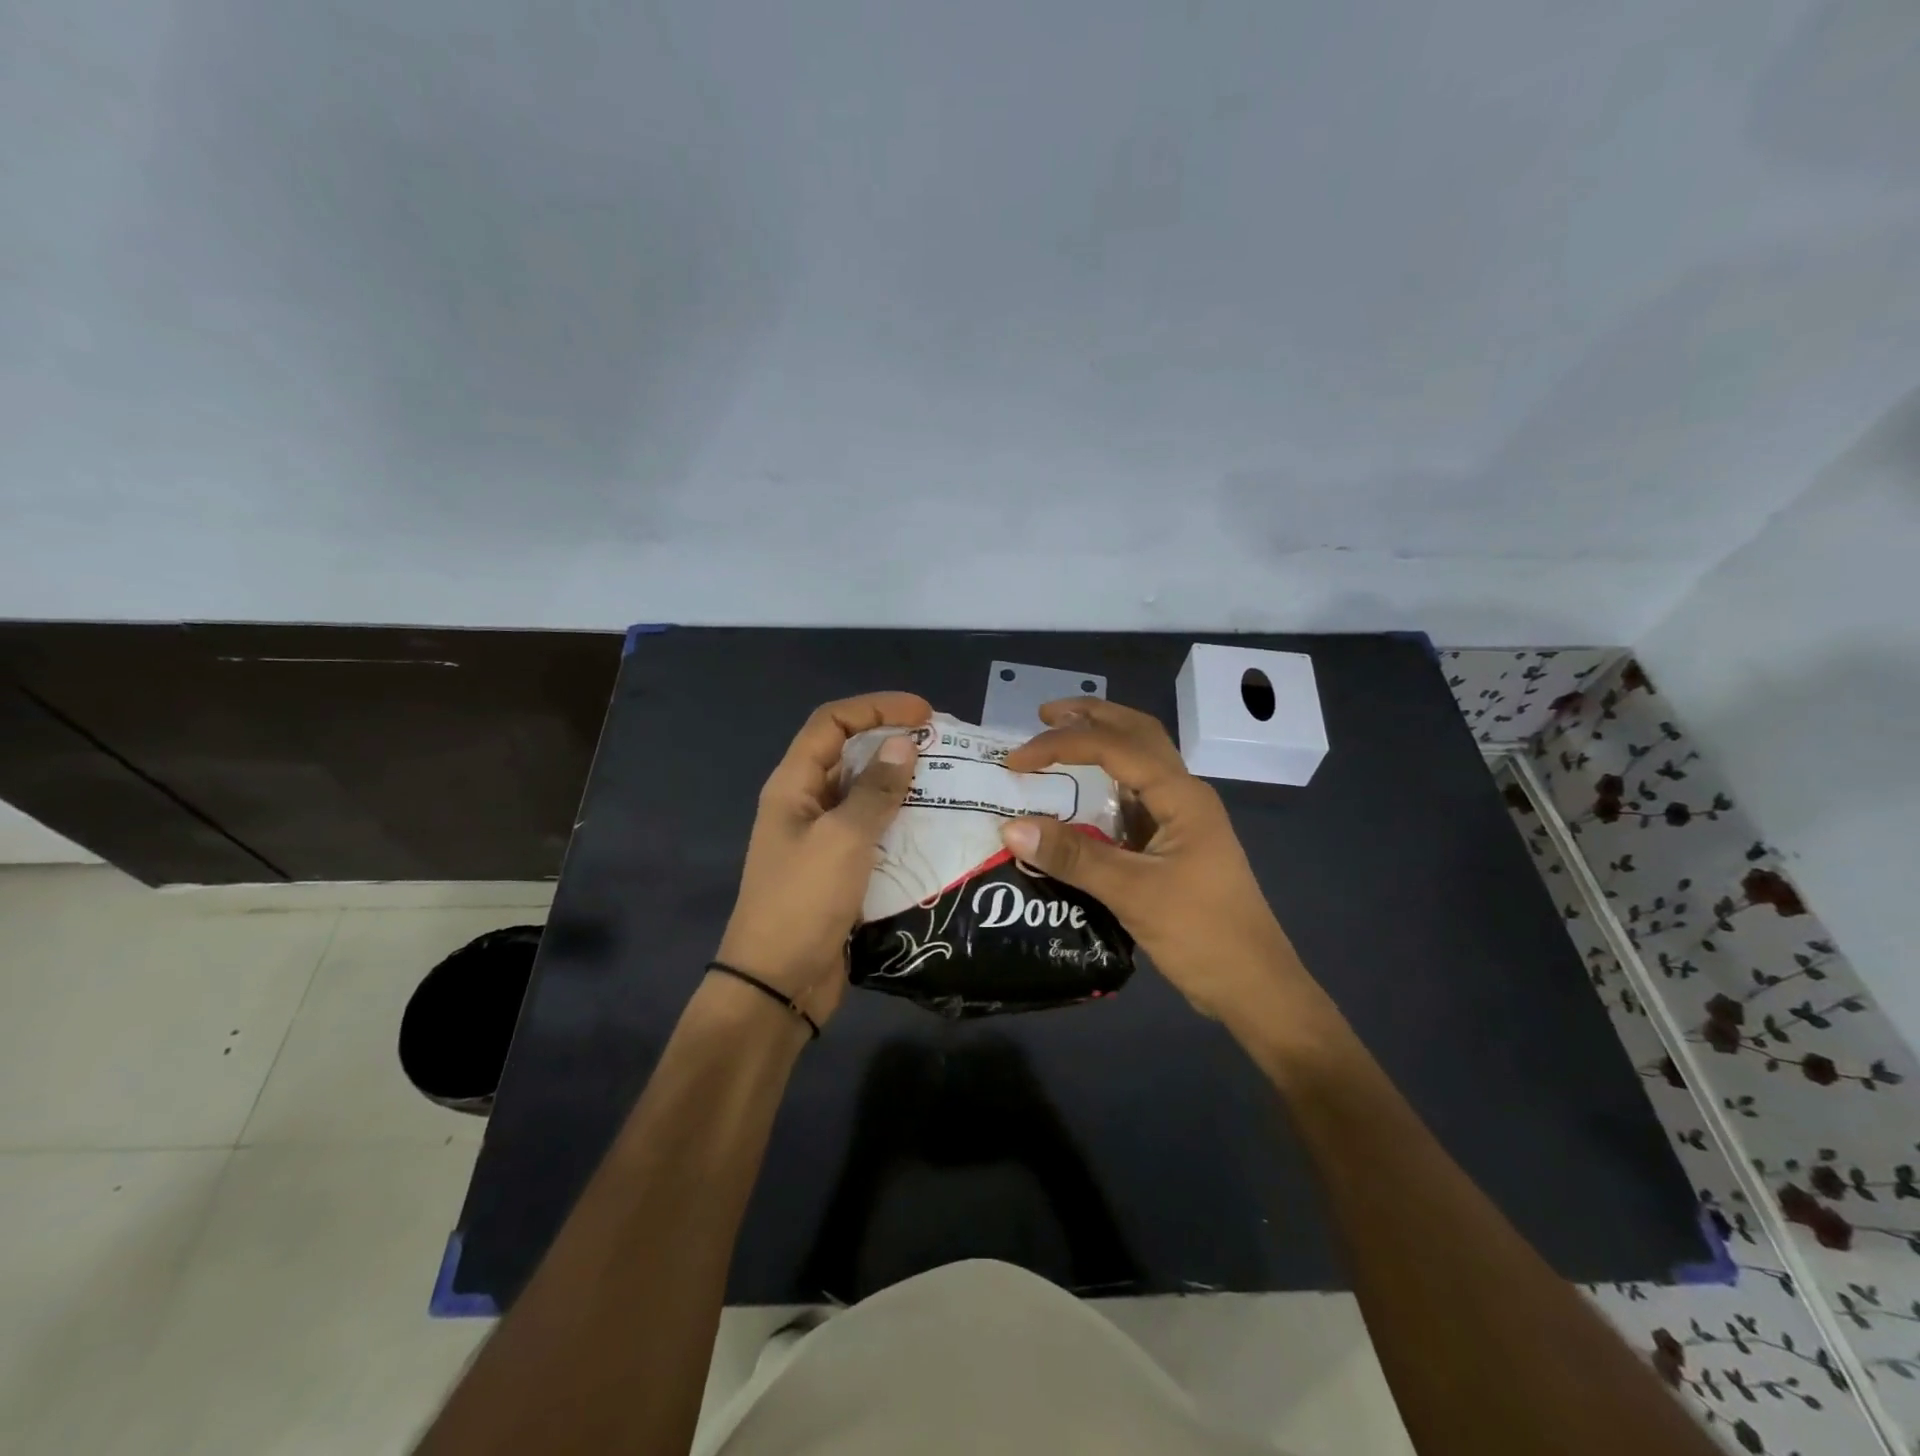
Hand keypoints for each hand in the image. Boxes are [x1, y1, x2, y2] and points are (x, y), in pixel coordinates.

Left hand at [714, 692, 930, 1029]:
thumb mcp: (843, 839)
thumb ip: (876, 791)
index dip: (876, 707)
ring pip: (866, 795)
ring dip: (903, 785)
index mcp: (794, 785)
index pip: (832, 723)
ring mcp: (822, 839)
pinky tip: (937, 829)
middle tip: (945, 748)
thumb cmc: (803, 903)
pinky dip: (902, 823)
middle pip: (850, 754)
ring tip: (951, 784)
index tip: (925, 713)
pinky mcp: (840, 870)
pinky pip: (874, 832)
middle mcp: (806, 804)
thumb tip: (904, 744)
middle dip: (895, 743)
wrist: (778, 985)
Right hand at [1000, 698, 1309, 1026]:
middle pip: (1138, 734)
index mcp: (1183, 796)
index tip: (1016, 761)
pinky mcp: (1173, 843)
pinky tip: (1078, 796)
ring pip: (1139, 762)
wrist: (1254, 987)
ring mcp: (1181, 819)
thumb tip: (1009, 828)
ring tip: (1057, 740)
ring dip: (1101, 743)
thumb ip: (1073, 857)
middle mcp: (1184, 795)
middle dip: (1091, 717)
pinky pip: (1134, 798)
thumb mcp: (1133, 894)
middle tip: (1043, 714)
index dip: (1062, 745)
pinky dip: (1104, 784)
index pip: (1116, 747)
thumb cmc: (1202, 935)